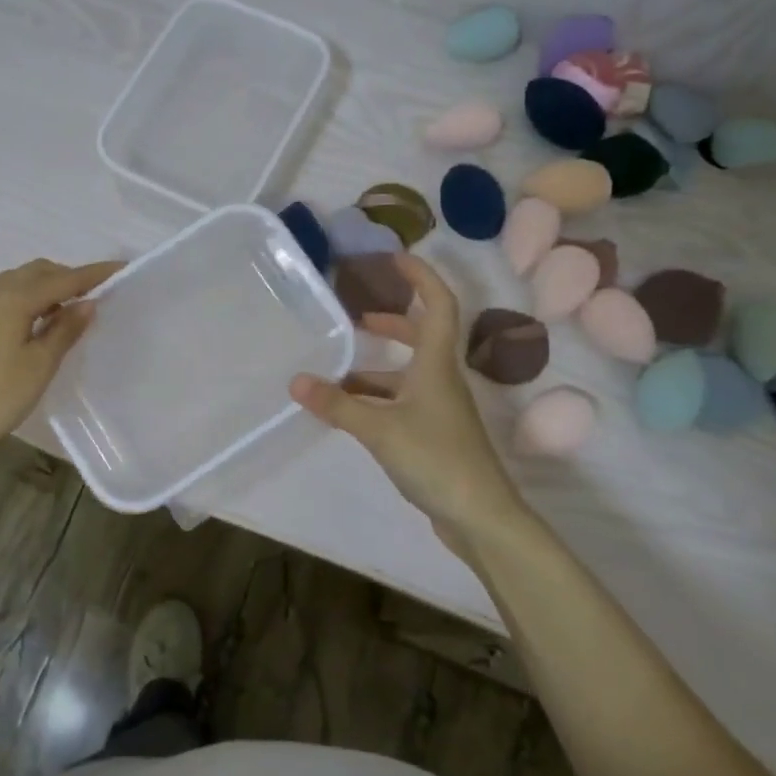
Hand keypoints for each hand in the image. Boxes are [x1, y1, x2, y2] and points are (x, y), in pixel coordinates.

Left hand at [0, 258, 122, 464]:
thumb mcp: (39, 367)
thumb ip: (64, 330)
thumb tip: (86, 303)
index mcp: (11, 300)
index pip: (62, 279)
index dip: (93, 274)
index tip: (119, 268)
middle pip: (33, 272)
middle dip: (63, 277)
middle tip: (87, 295)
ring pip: (8, 282)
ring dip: (36, 288)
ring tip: (55, 313)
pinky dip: (12, 301)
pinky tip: (15, 328)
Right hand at [289, 255, 522, 557]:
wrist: (480, 517)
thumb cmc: (436, 459)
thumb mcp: (379, 429)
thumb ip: (337, 405)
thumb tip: (295, 381)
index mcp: (436, 365)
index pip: (438, 305)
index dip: (420, 277)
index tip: (394, 259)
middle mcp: (441, 380)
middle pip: (422, 336)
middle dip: (391, 321)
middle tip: (356, 315)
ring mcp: (439, 409)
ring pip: (406, 374)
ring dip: (375, 367)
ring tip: (335, 370)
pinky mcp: (434, 435)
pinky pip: (401, 402)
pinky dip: (375, 399)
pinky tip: (349, 411)